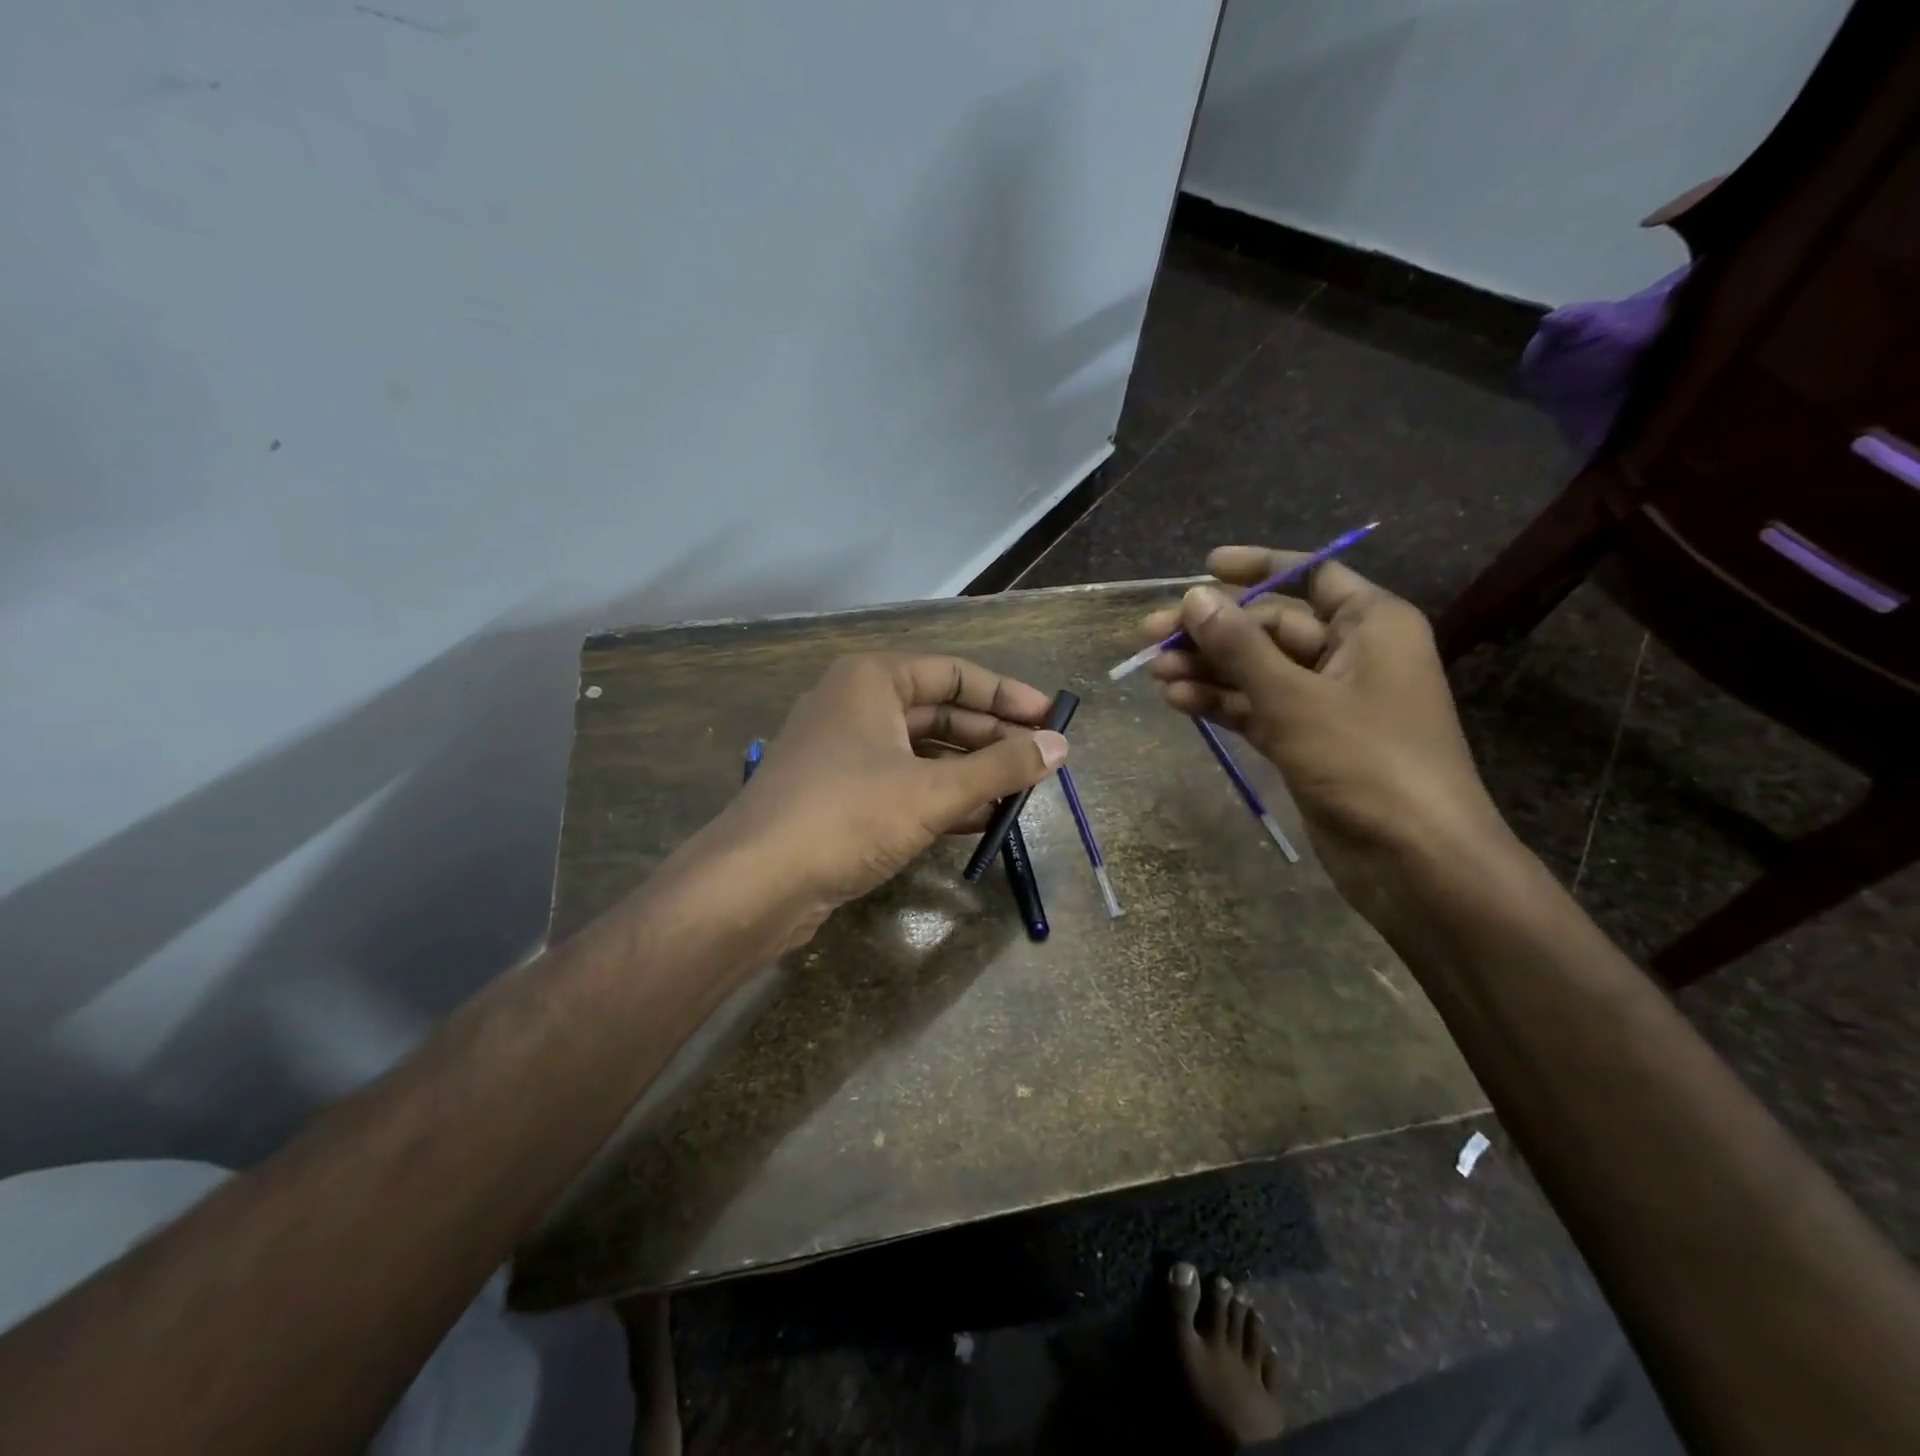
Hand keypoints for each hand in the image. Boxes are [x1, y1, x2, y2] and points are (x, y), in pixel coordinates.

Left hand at [717, 652, 1067, 937]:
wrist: (756, 883)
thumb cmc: (848, 815)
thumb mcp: (932, 791)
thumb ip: (1000, 767)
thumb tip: (1059, 746)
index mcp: (872, 679)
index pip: (955, 673)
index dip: (1007, 695)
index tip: (1051, 719)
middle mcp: (855, 705)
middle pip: (939, 713)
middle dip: (991, 739)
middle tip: (1041, 763)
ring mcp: (844, 752)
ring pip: (922, 752)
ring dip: (970, 772)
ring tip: (1019, 794)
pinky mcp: (839, 795)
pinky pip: (903, 784)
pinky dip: (941, 798)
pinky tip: (980, 820)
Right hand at [1141, 547, 1506, 900]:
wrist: (1413, 860)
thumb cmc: (1365, 761)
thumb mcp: (1293, 696)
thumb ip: (1239, 646)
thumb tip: (1193, 598)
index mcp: (1370, 624)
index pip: (1310, 576)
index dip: (1257, 568)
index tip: (1204, 568)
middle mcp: (1350, 654)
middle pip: (1270, 627)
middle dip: (1212, 631)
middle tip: (1149, 635)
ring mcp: (1327, 702)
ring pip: (1257, 671)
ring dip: (1208, 669)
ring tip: (1153, 671)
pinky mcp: (1308, 742)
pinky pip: (1257, 709)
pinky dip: (1222, 703)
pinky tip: (1178, 701)